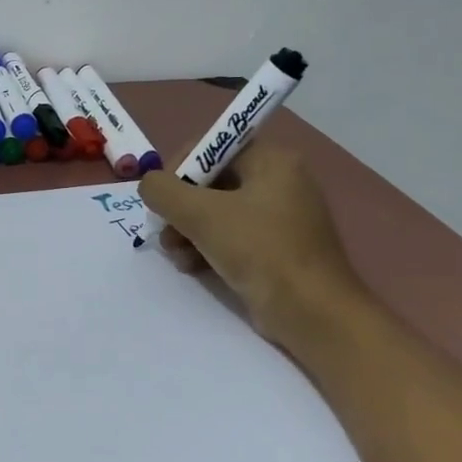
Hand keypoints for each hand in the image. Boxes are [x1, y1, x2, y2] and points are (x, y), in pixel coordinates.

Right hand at [139, 142, 364, 348]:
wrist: (312, 313)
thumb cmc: (260, 250)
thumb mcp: (201, 214)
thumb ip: (163, 191)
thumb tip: (149, 185)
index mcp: (271, 160)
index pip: (210, 148)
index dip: (178, 170)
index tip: (161, 200)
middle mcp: (278, 181)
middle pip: (209, 182)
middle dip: (180, 208)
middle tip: (165, 231)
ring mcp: (278, 217)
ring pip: (215, 212)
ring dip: (187, 231)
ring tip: (177, 255)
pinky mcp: (274, 248)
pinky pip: (230, 236)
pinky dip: (206, 248)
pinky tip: (191, 267)